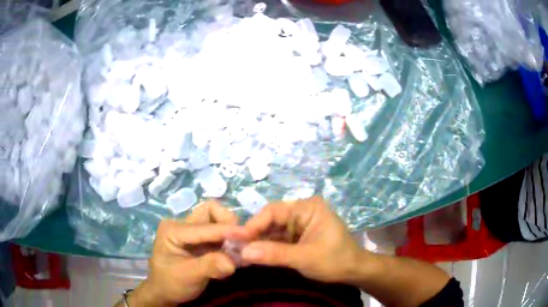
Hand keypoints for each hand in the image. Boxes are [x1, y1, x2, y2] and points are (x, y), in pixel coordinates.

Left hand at [128, 201, 246, 306]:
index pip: (204, 226)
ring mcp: (191, 231)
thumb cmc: (171, 283)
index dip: (227, 230)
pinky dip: (229, 241)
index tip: (249, 236)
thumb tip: (232, 262)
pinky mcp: (200, 240)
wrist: (165, 293)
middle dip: (227, 223)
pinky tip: (235, 254)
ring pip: (216, 220)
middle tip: (240, 242)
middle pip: (210, 211)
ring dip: (230, 233)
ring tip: (239, 250)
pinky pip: (219, 233)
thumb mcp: (187, 276)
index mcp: (173, 229)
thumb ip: (209, 267)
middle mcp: (182, 224)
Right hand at [241, 196, 369, 283]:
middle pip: (271, 220)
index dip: (253, 224)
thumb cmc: (335, 260)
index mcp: (308, 208)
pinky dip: (267, 247)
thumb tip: (243, 252)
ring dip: (259, 242)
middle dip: (254, 234)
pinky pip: (279, 238)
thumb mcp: (304, 258)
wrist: (354, 271)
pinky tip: (254, 255)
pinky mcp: (299, 236)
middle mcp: (302, 211)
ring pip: (273, 230)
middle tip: (235, 247)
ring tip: (240, 252)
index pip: (274, 211)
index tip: (236, 239)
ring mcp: (300, 224)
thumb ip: (274, 254)